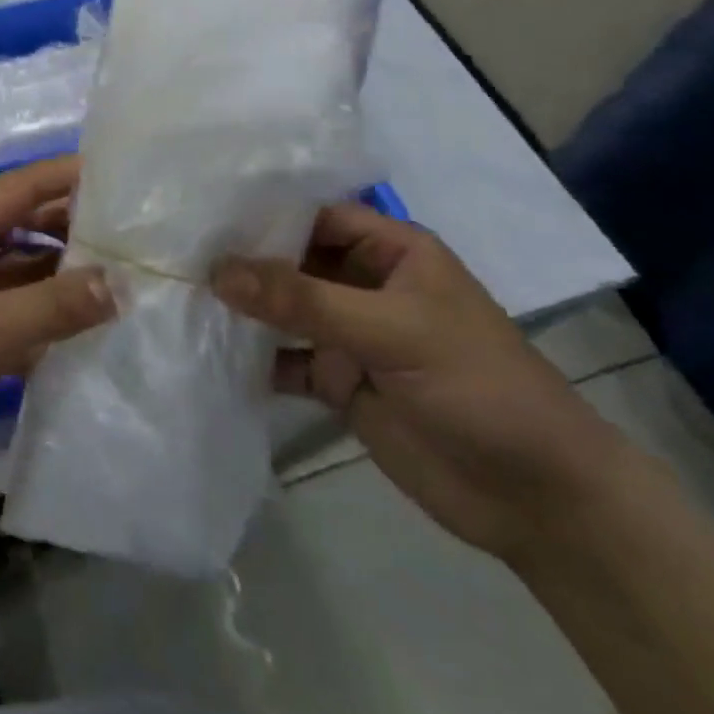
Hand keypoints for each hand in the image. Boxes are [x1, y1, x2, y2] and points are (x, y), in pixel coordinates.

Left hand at [0, 156, 113, 520]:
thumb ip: (51, 306)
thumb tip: (119, 283)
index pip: (15, 190)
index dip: (66, 177)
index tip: (123, 175)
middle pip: (19, 229)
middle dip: (72, 229)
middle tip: (137, 233)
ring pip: (19, 277)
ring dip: (64, 279)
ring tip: (130, 280)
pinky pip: (13, 320)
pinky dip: (47, 322)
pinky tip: (93, 331)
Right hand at [212, 203, 625, 561]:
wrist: (538, 502)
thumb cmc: (478, 388)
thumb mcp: (392, 331)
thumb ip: (303, 300)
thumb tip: (217, 270)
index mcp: (391, 252)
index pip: (315, 214)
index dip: (263, 212)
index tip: (199, 211)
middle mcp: (364, 283)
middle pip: (292, 260)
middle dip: (242, 260)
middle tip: (174, 251)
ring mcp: (350, 333)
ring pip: (284, 309)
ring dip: (242, 308)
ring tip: (178, 295)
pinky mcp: (338, 380)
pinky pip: (285, 358)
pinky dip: (253, 357)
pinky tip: (208, 352)